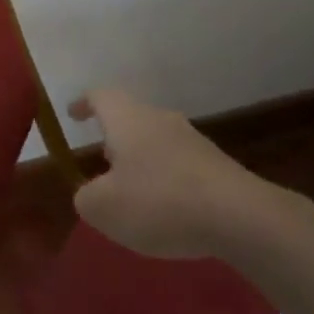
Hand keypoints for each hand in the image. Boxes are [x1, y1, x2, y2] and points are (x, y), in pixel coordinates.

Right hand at [69, 88, 307, 261]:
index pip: (100, 96)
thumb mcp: (103, 208)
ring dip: (142, 161)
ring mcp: (192, 141)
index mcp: (127, 118)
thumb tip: (90, 193)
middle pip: (131, 117)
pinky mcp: (218, 166)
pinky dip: (167, 181)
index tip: (73, 115)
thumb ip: (86, 197)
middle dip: (114, 137)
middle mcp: (159, 119)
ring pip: (157, 141)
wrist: (240, 216)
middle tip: (102, 160)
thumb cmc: (159, 201)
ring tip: (134, 192)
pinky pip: (181, 165)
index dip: (84, 103)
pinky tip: (168, 211)